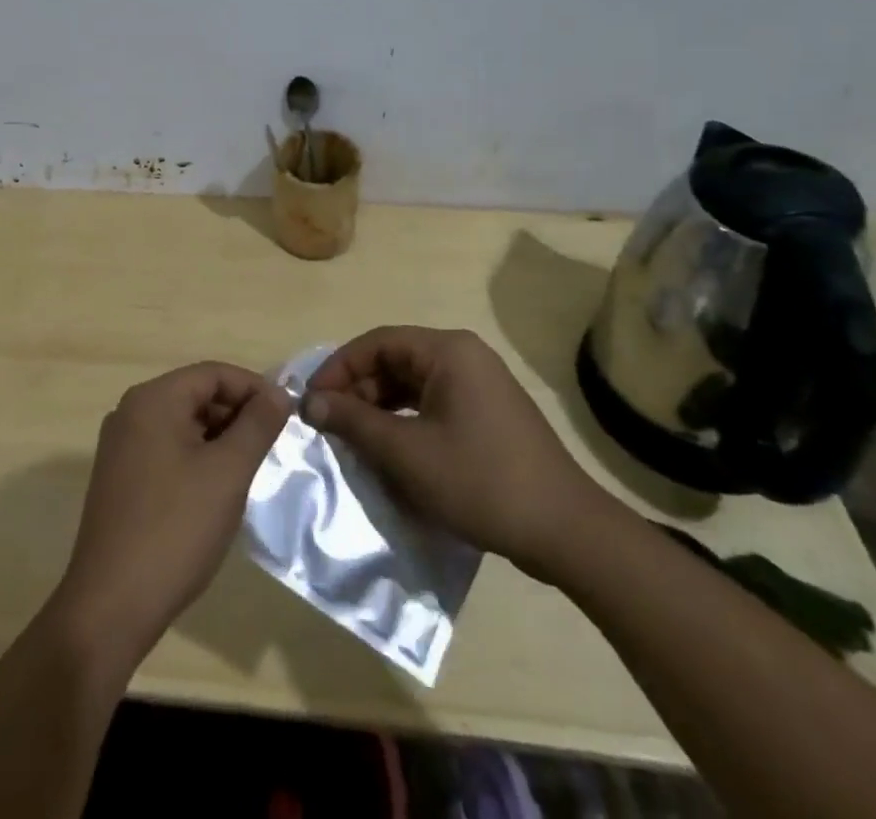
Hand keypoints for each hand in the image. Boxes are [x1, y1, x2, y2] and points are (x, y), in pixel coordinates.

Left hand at [52, 362, 290, 663]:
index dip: (254, 388)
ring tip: (249, 469)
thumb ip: (257, 425)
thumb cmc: (176, 529)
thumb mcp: (228, 472)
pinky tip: (216, 490)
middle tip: (272, 446)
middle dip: (237, 414)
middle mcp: (130, 412)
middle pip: (195, 394)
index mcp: (153, 400)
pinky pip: (166, 449)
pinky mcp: (119, 478)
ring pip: (182, 424)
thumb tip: (279, 393)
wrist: (111, 605)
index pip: (213, 373)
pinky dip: (196, 457)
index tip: (287, 416)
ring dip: (219, 438)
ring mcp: (120, 446)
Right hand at [303, 326, 614, 583]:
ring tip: (353, 440)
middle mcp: (464, 357)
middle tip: (330, 424)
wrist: (566, 532)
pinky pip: (432, 405)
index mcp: (448, 351)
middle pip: (394, 361)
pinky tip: (389, 452)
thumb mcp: (406, 452)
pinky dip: (405, 422)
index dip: (339, 368)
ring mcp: (479, 386)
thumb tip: (310, 402)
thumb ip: (354, 422)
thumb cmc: (480, 481)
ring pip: (412, 385)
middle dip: (358, 391)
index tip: (312, 401)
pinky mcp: (487, 415)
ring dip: (378, 409)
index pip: (377, 342)